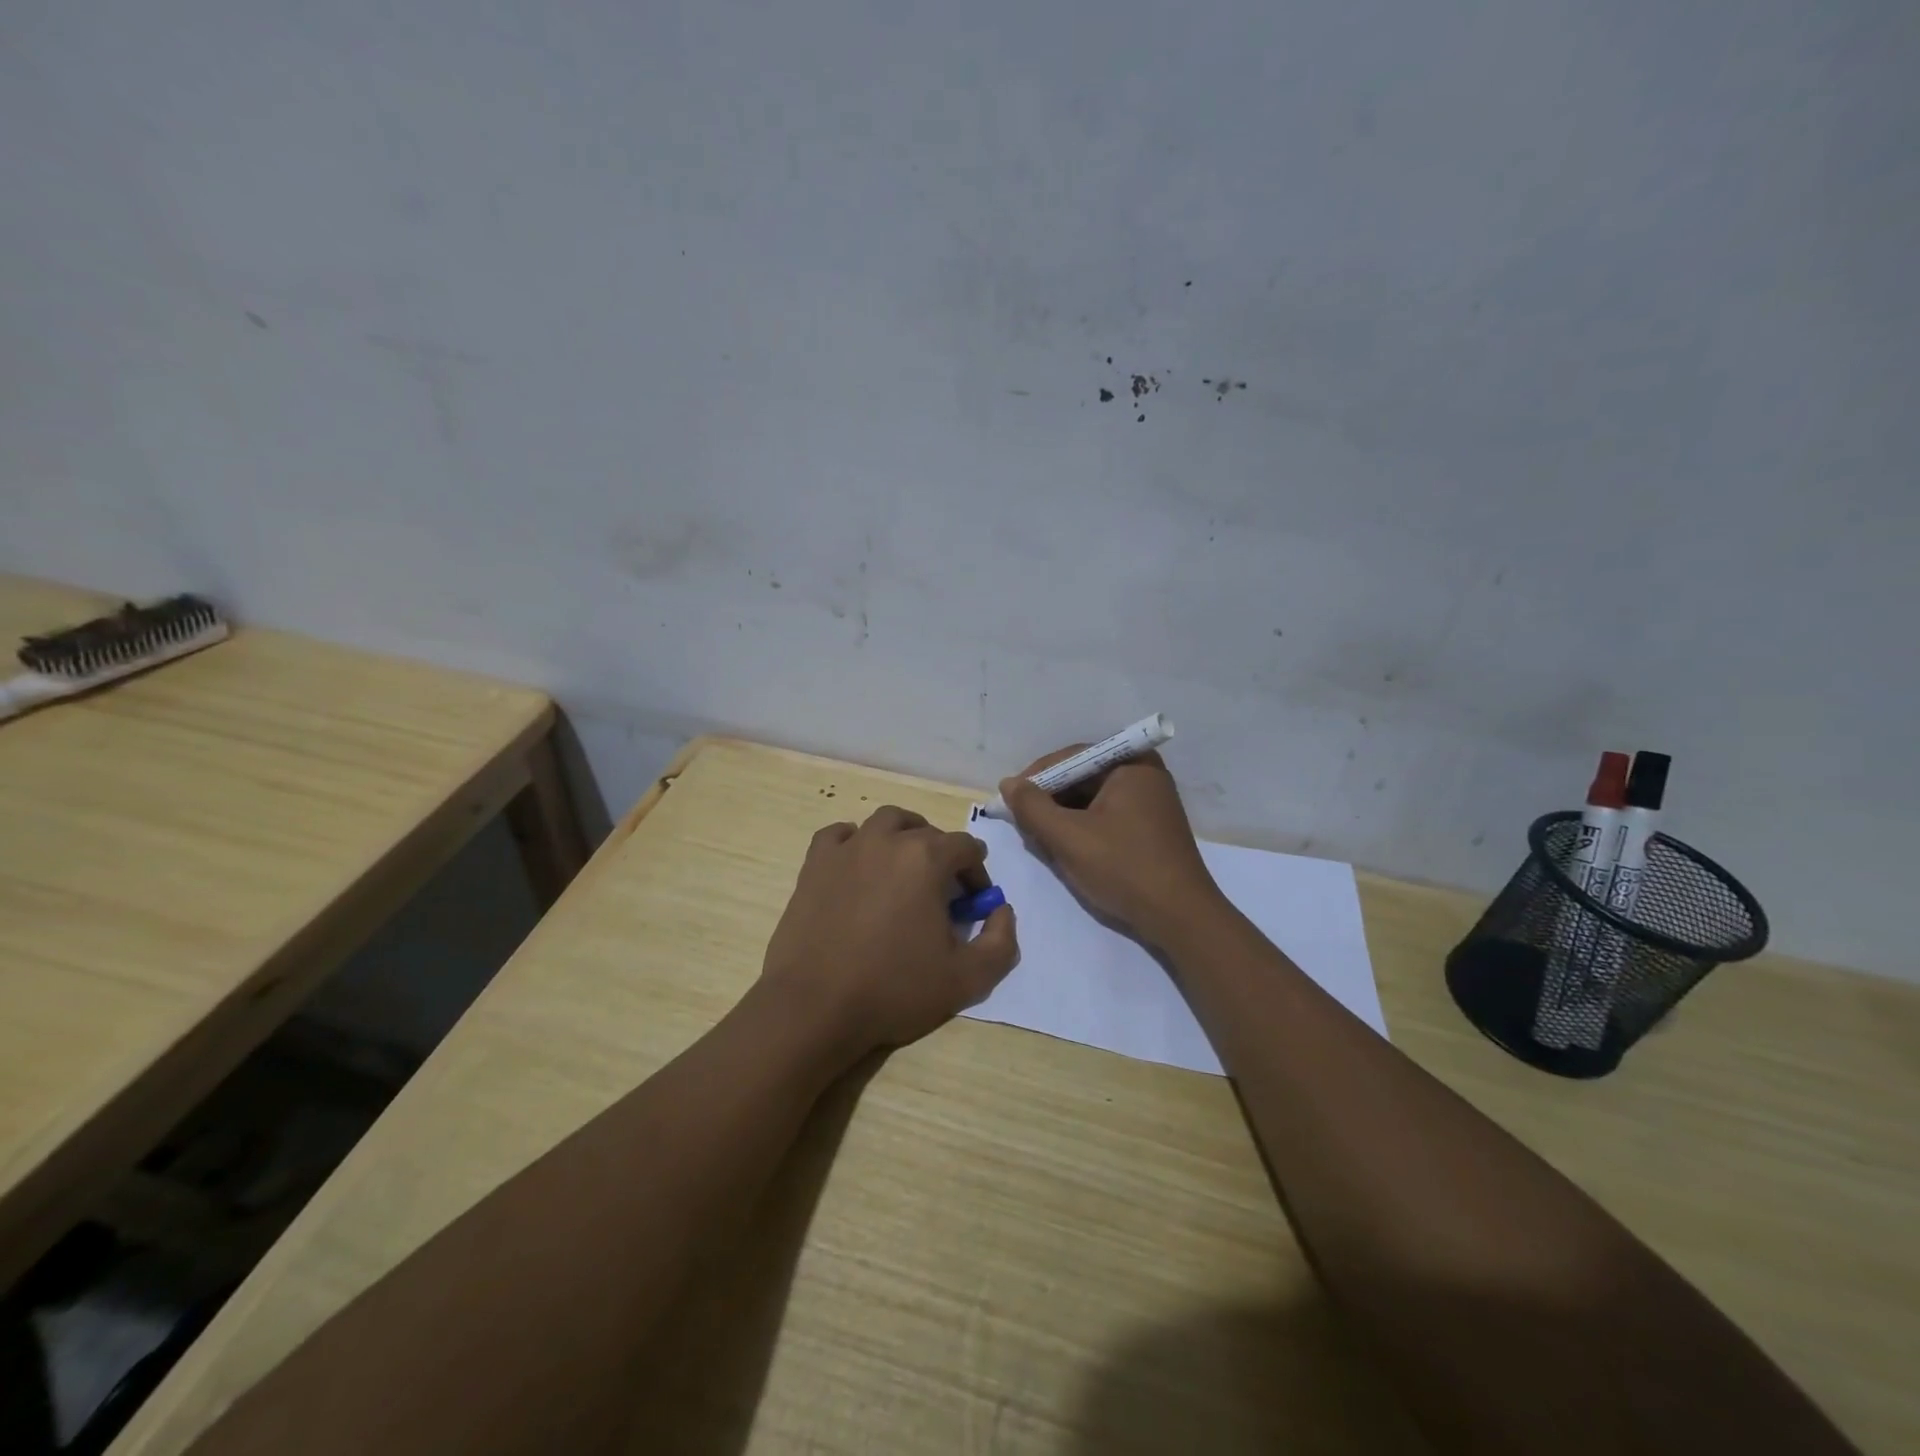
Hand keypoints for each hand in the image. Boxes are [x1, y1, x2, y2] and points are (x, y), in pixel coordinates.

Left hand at [760, 805, 1018, 1057]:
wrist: (815, 1006)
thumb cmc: (894, 989)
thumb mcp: (967, 978)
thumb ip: (1001, 942)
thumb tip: (1001, 911)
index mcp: (927, 858)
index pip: (966, 848)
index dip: (977, 875)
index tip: (972, 906)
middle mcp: (888, 840)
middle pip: (927, 831)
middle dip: (942, 856)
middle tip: (940, 894)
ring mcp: (847, 848)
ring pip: (885, 822)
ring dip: (903, 837)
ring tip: (903, 870)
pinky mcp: (815, 864)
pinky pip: (840, 835)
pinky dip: (855, 842)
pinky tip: (858, 866)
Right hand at [998, 749, 1225, 947]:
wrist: (1181, 918)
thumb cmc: (1123, 868)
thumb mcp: (1068, 837)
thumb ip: (1032, 807)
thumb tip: (1008, 783)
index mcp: (1131, 764)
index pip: (1071, 757)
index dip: (1036, 777)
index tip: (1010, 800)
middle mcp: (1144, 774)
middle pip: (1082, 777)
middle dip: (1050, 799)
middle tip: (1023, 823)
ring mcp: (1151, 802)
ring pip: (1092, 799)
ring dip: (1064, 816)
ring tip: (1041, 839)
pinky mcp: (1150, 827)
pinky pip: (1107, 816)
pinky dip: (1083, 828)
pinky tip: (1067, 849)